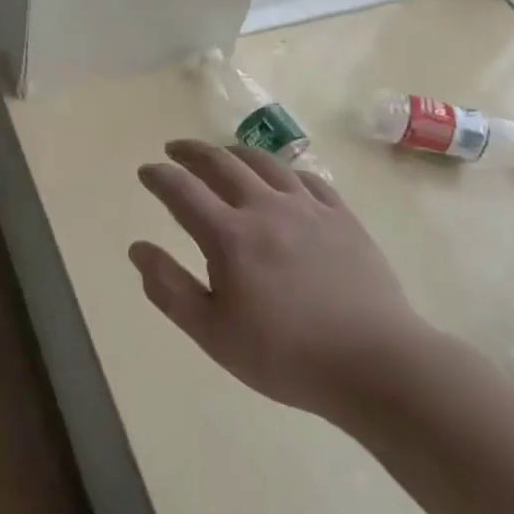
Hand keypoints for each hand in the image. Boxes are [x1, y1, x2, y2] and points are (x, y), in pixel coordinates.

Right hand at [130, 140, 437, 421]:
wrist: (375, 363)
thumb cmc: (284, 355)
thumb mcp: (212, 333)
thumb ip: (169, 288)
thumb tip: (138, 249)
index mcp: (229, 236)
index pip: (182, 190)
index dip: (159, 176)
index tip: (145, 171)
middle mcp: (265, 208)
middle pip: (221, 163)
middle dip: (191, 152)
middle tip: (175, 150)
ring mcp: (308, 208)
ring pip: (265, 162)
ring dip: (234, 152)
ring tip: (221, 154)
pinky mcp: (342, 217)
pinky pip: (307, 178)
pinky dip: (282, 170)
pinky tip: (280, 178)